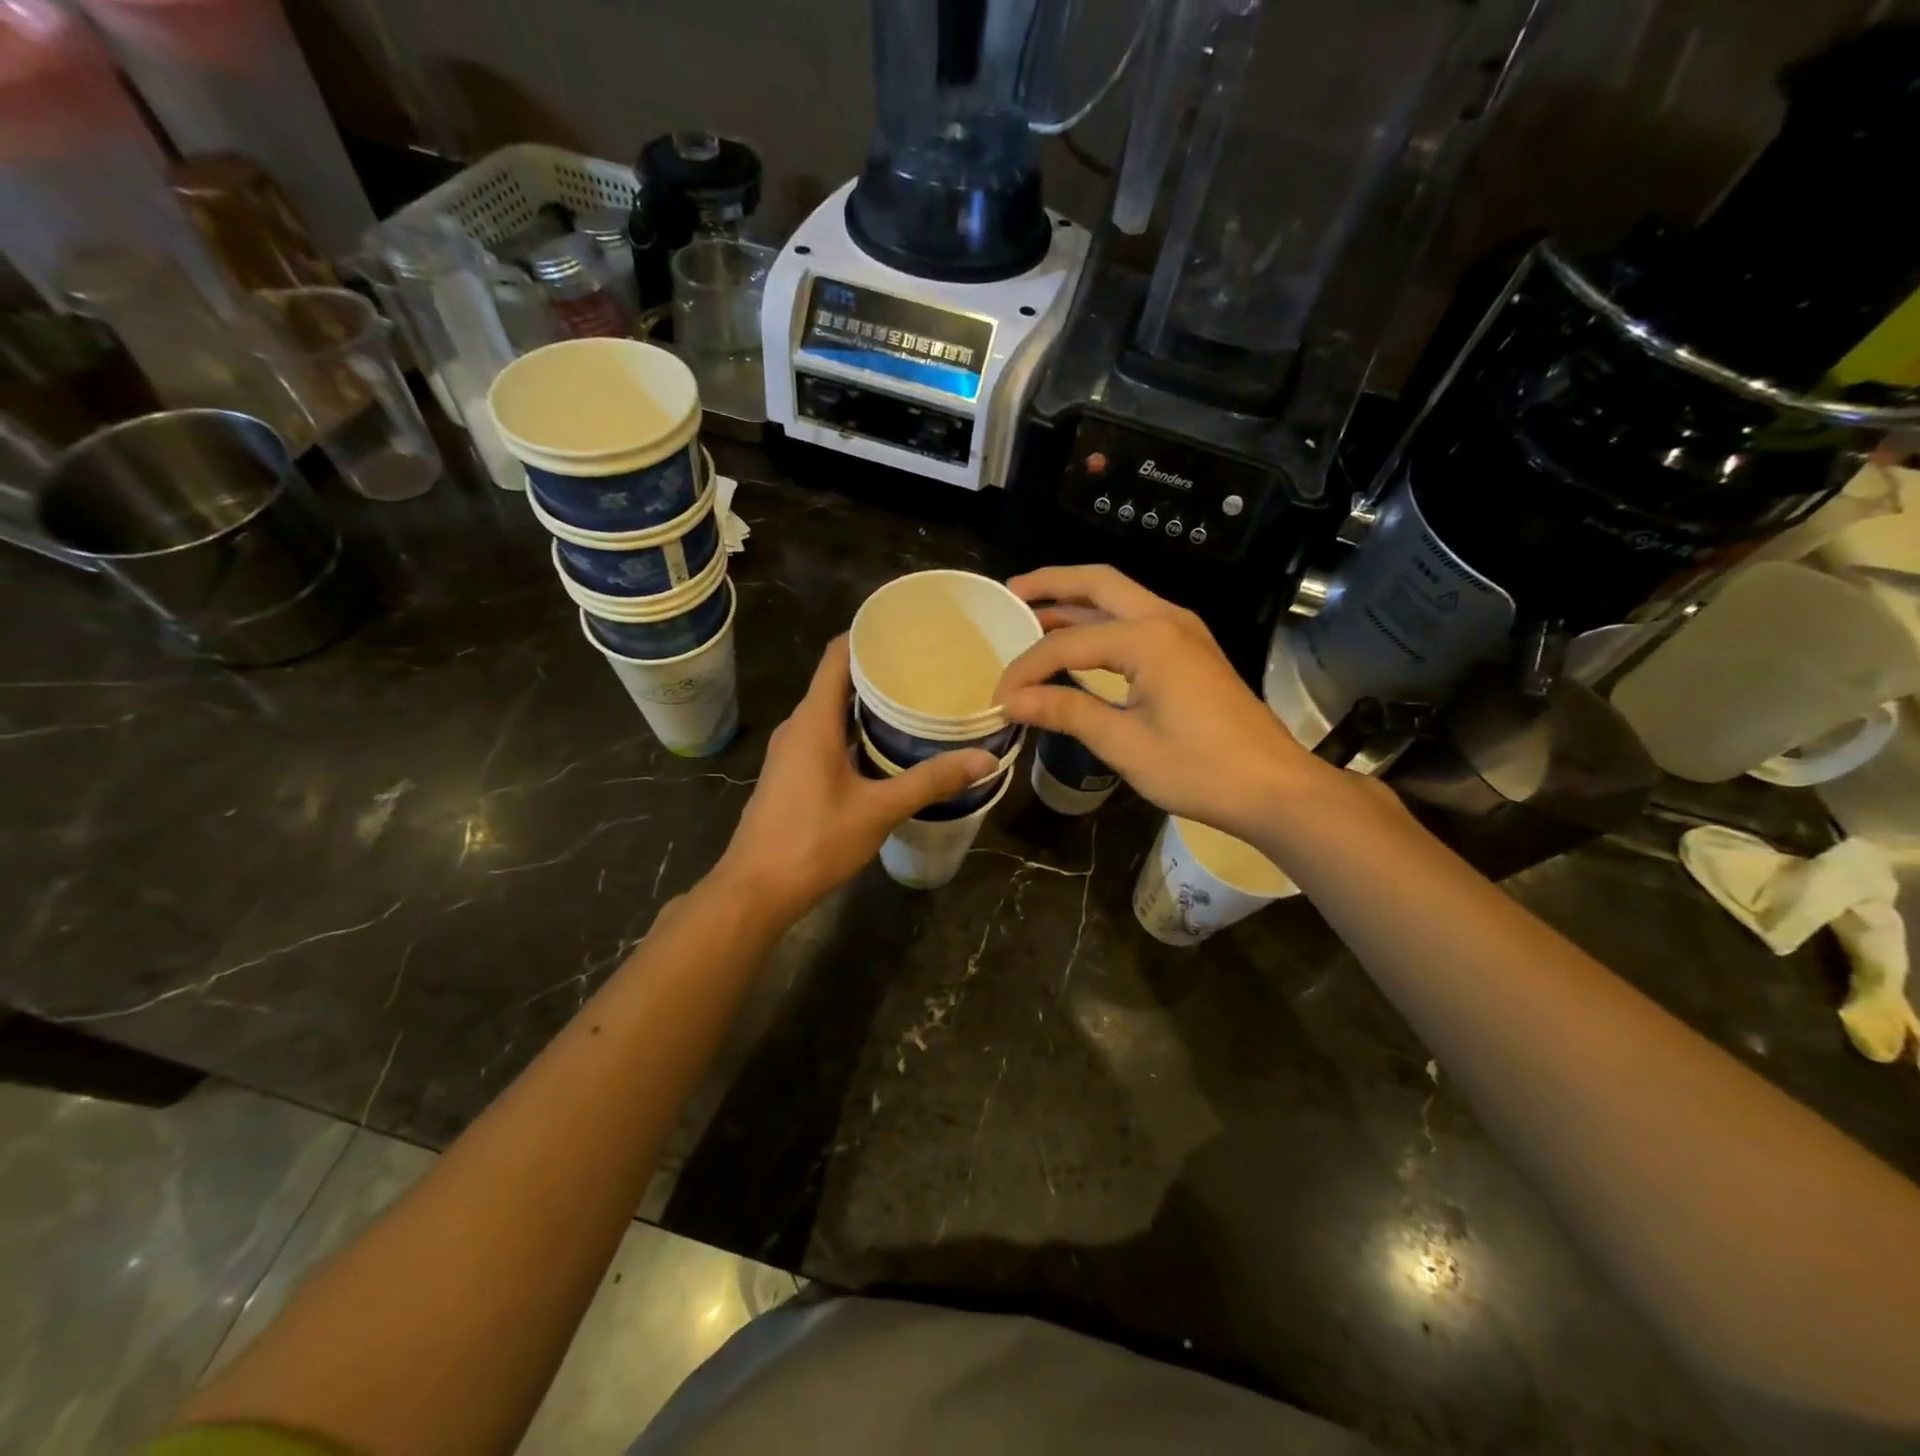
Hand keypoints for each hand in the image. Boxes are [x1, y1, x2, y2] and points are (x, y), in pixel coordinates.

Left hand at [717, 637, 997, 917]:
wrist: (756, 890)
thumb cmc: (813, 841)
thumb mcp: (878, 810)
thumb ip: (931, 781)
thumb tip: (984, 759)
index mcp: (813, 721)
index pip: (837, 655)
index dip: (867, 633)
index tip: (907, 626)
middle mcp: (798, 726)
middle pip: (837, 680)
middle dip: (878, 669)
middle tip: (926, 665)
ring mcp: (792, 751)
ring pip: (832, 711)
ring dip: (867, 703)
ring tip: (915, 699)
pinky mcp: (793, 774)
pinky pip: (826, 735)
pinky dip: (855, 729)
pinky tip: (886, 744)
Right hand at [996, 565, 1333, 841]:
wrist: (1273, 787)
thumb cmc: (1200, 769)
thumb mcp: (1125, 744)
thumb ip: (1067, 712)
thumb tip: (1013, 702)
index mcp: (1148, 638)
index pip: (1067, 643)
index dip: (1026, 668)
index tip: (999, 698)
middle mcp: (1165, 618)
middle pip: (1098, 583)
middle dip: (1051, 584)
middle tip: (1010, 593)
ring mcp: (1183, 630)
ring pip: (1118, 598)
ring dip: (1076, 601)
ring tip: (1032, 611)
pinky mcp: (1189, 650)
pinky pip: (1134, 620)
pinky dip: (1100, 622)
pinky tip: (1078, 642)